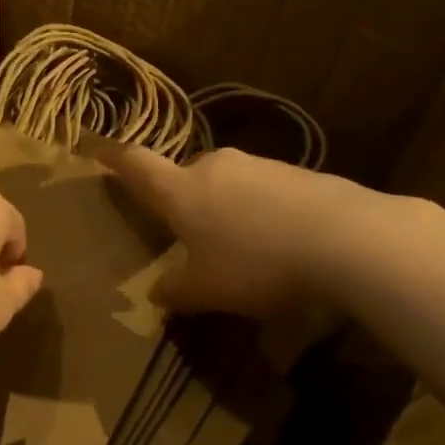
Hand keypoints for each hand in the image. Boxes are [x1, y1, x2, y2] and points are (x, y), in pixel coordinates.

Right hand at [100, 145, 362, 317]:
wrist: (345, 238)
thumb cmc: (257, 263)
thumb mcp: (208, 290)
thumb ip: (176, 291)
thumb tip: (156, 294)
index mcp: (182, 190)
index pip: (138, 165)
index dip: (115, 159)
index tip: (99, 151)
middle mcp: (215, 166)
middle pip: (185, 175)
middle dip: (180, 198)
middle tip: (184, 230)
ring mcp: (259, 165)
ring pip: (226, 183)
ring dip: (223, 206)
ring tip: (237, 245)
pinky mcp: (297, 172)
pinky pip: (262, 190)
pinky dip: (258, 210)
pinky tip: (276, 240)